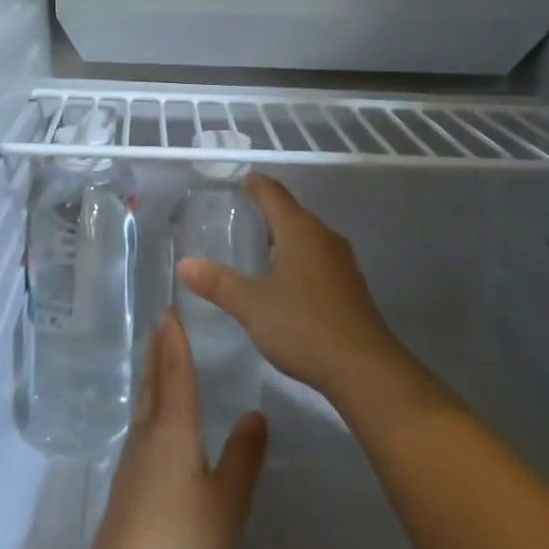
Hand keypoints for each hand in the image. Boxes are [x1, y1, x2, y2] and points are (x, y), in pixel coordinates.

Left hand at [76, 311, 266, 548]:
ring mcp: (133, 459)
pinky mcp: (127, 483)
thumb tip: (255, 412)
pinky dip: (150, 402)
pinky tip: (155, 417)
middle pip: (153, 381)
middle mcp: (148, 434)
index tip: (169, 310)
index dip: (175, 341)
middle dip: (159, 350)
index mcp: (173, 430)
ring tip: (159, 357)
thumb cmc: (182, 544)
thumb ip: (244, 456)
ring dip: (152, 374)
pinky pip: (141, 423)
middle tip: (161, 322)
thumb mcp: (227, 501)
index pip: (175, 373)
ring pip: (144, 402)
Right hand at [176, 173, 403, 401]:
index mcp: (299, 231)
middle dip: (268, 210)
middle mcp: (324, 237)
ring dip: (285, 236)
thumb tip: (184, 264)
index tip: (242, 180)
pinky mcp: (350, 285)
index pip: (274, 194)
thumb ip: (218, 283)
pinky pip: (318, 258)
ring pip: (307, 236)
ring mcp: (341, 261)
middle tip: (241, 214)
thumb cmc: (303, 326)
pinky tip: (286, 278)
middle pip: (293, 213)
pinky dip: (298, 257)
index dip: (256, 185)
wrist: (364, 368)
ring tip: (259, 244)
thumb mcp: (252, 305)